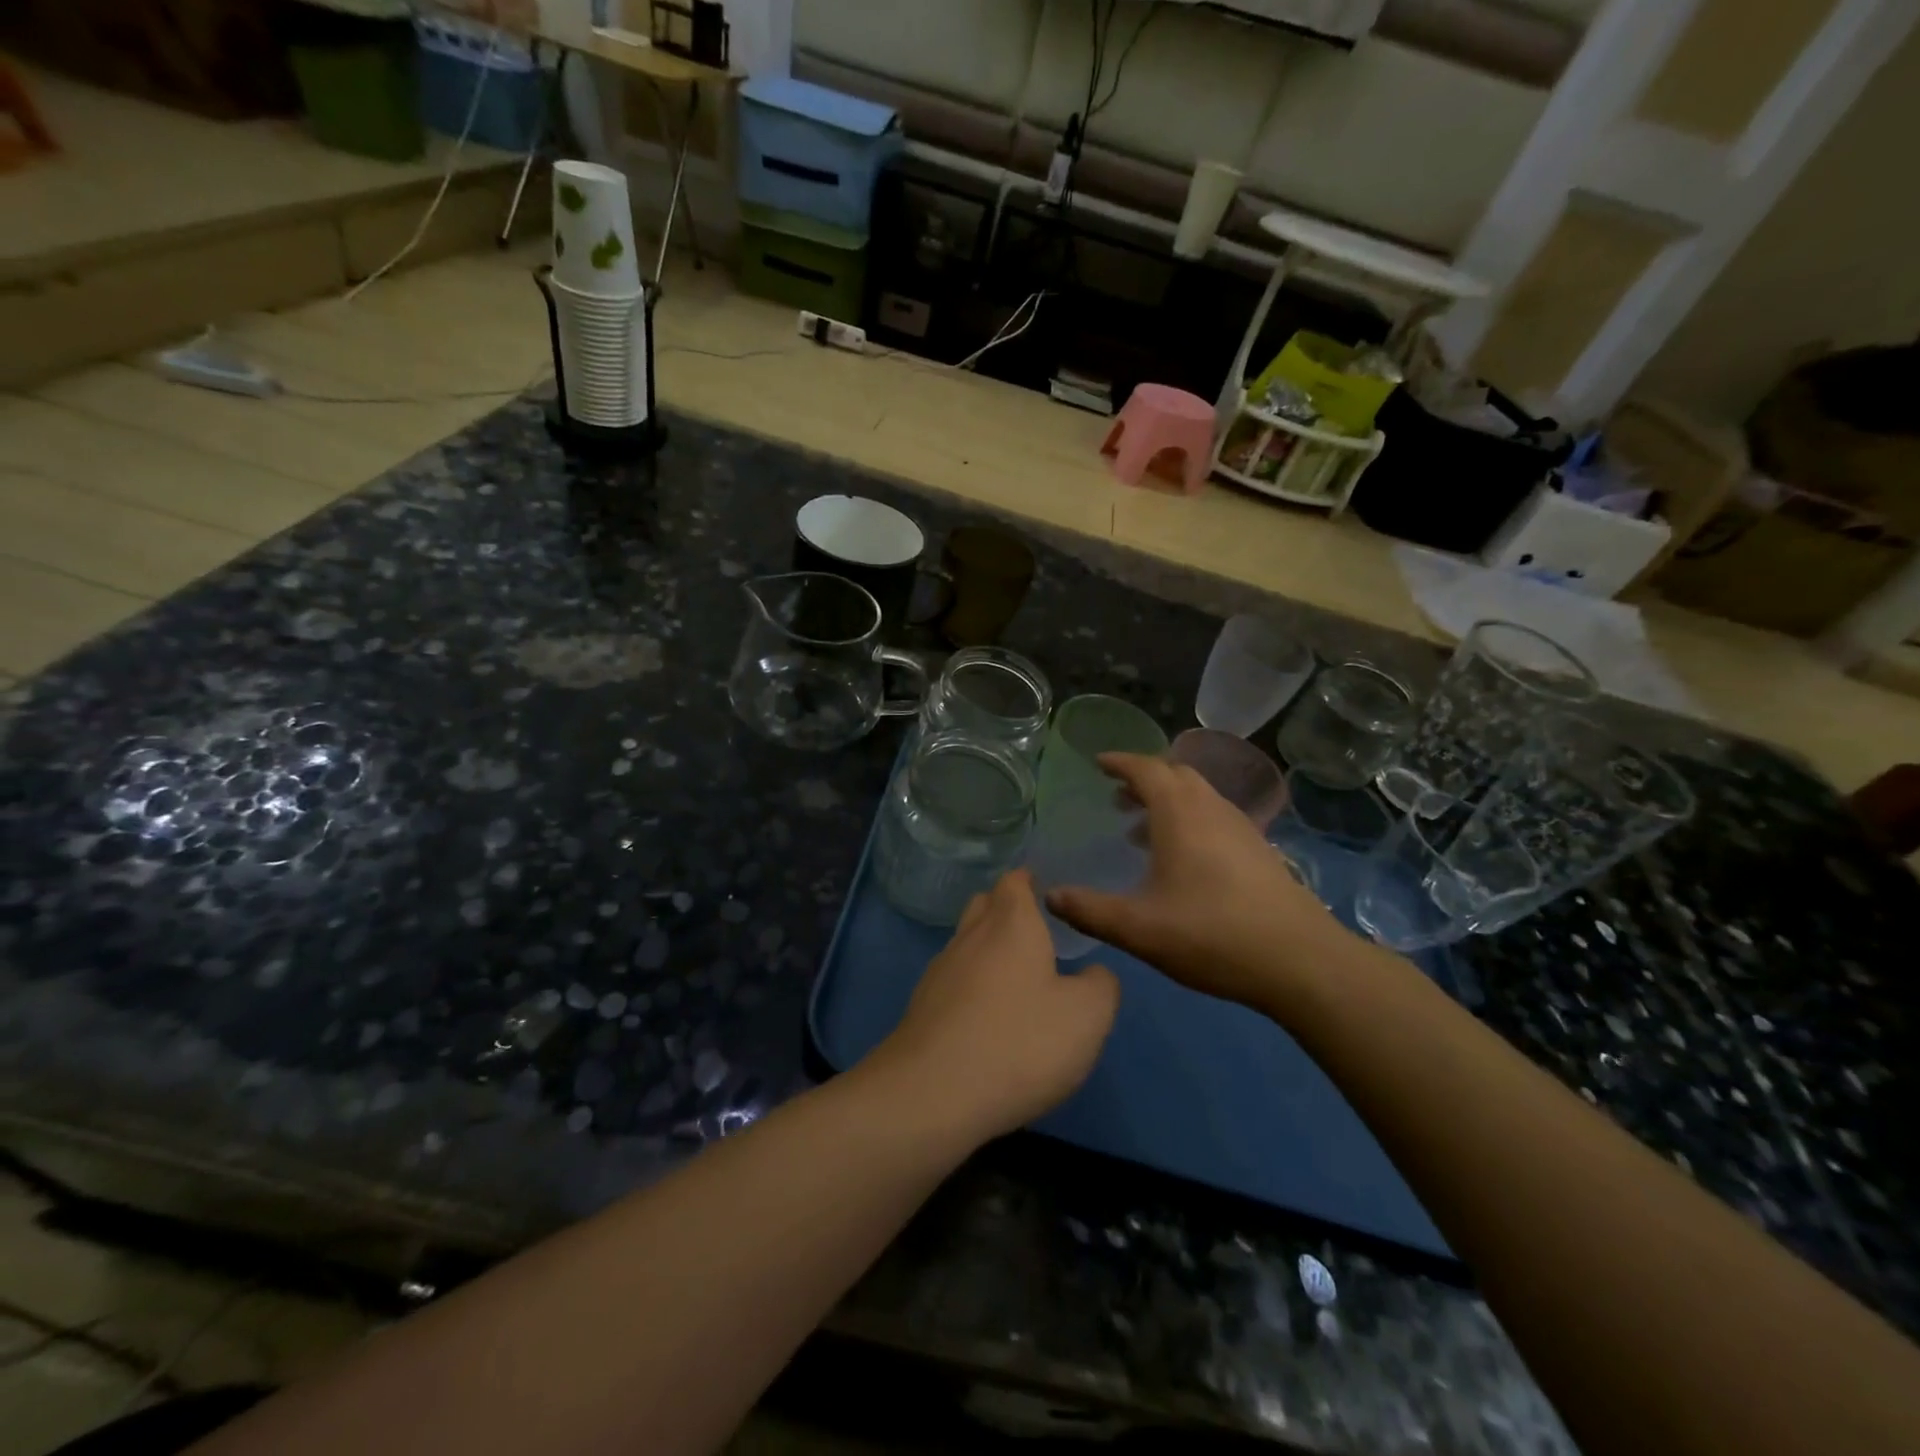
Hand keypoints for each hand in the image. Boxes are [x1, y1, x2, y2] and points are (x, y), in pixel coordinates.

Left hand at [865, 871, 1118, 1142]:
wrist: (933, 1093)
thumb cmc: (1020, 1042)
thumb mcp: (1087, 1016)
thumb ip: (1101, 986)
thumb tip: (1095, 974)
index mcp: (1011, 924)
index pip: (1014, 881)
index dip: (1029, 880)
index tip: (1045, 888)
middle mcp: (971, 936)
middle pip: (985, 905)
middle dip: (1006, 909)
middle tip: (1034, 929)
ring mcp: (941, 971)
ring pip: (966, 942)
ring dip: (987, 948)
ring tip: (1015, 974)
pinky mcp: (923, 1006)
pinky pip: (953, 979)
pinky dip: (971, 984)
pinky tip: (987, 1015)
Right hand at [1046, 753, 1351, 1012]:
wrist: (1300, 960)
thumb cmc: (1211, 934)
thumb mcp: (1138, 928)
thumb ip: (1090, 910)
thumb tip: (1050, 896)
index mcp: (1180, 814)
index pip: (1145, 769)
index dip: (1119, 762)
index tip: (1097, 763)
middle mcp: (1211, 808)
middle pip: (1175, 773)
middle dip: (1143, 777)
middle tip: (1117, 795)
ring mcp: (1240, 827)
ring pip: (1198, 794)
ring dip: (1167, 799)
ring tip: (1140, 827)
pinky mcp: (1258, 849)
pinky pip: (1214, 815)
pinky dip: (1189, 818)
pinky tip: (1181, 857)